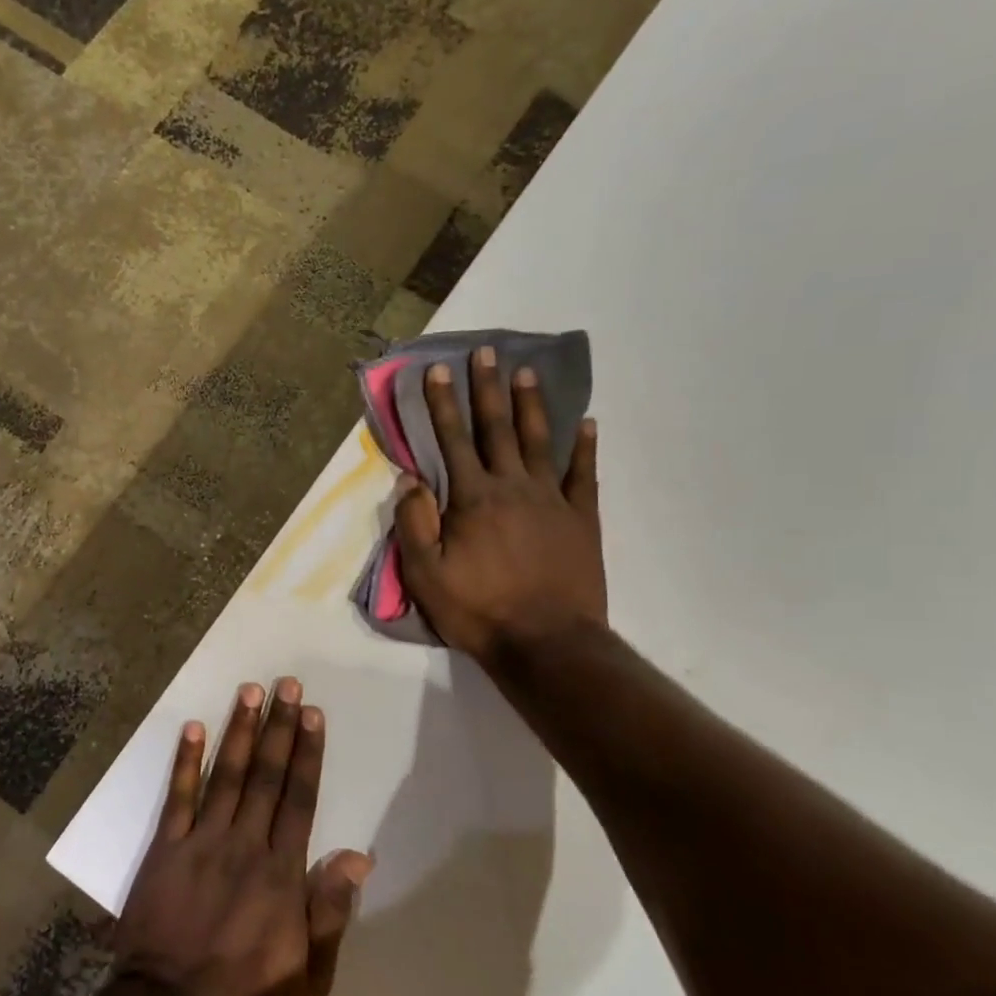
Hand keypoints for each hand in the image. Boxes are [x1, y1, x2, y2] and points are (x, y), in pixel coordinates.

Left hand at [114, 679, 373, 995]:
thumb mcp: (310, 972)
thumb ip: (331, 909)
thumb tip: (359, 855)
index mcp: (282, 870)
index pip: (300, 798)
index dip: (308, 753)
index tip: (313, 714)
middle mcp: (245, 843)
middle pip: (267, 775)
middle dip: (279, 727)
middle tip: (287, 684)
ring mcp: (202, 841)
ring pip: (227, 775)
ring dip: (241, 731)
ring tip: (250, 691)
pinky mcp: (166, 848)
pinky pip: (177, 797)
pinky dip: (185, 761)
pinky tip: (193, 728)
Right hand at [393, 348, 605, 667]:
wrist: (546, 643)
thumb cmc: (478, 610)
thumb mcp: (426, 575)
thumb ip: (414, 523)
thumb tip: (408, 479)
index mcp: (472, 499)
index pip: (452, 440)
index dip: (442, 403)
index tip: (437, 369)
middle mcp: (512, 487)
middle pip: (497, 429)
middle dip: (487, 389)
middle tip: (487, 352)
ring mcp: (552, 500)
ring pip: (540, 441)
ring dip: (531, 405)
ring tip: (527, 372)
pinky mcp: (581, 519)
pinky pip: (584, 474)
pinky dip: (585, 447)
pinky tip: (587, 424)